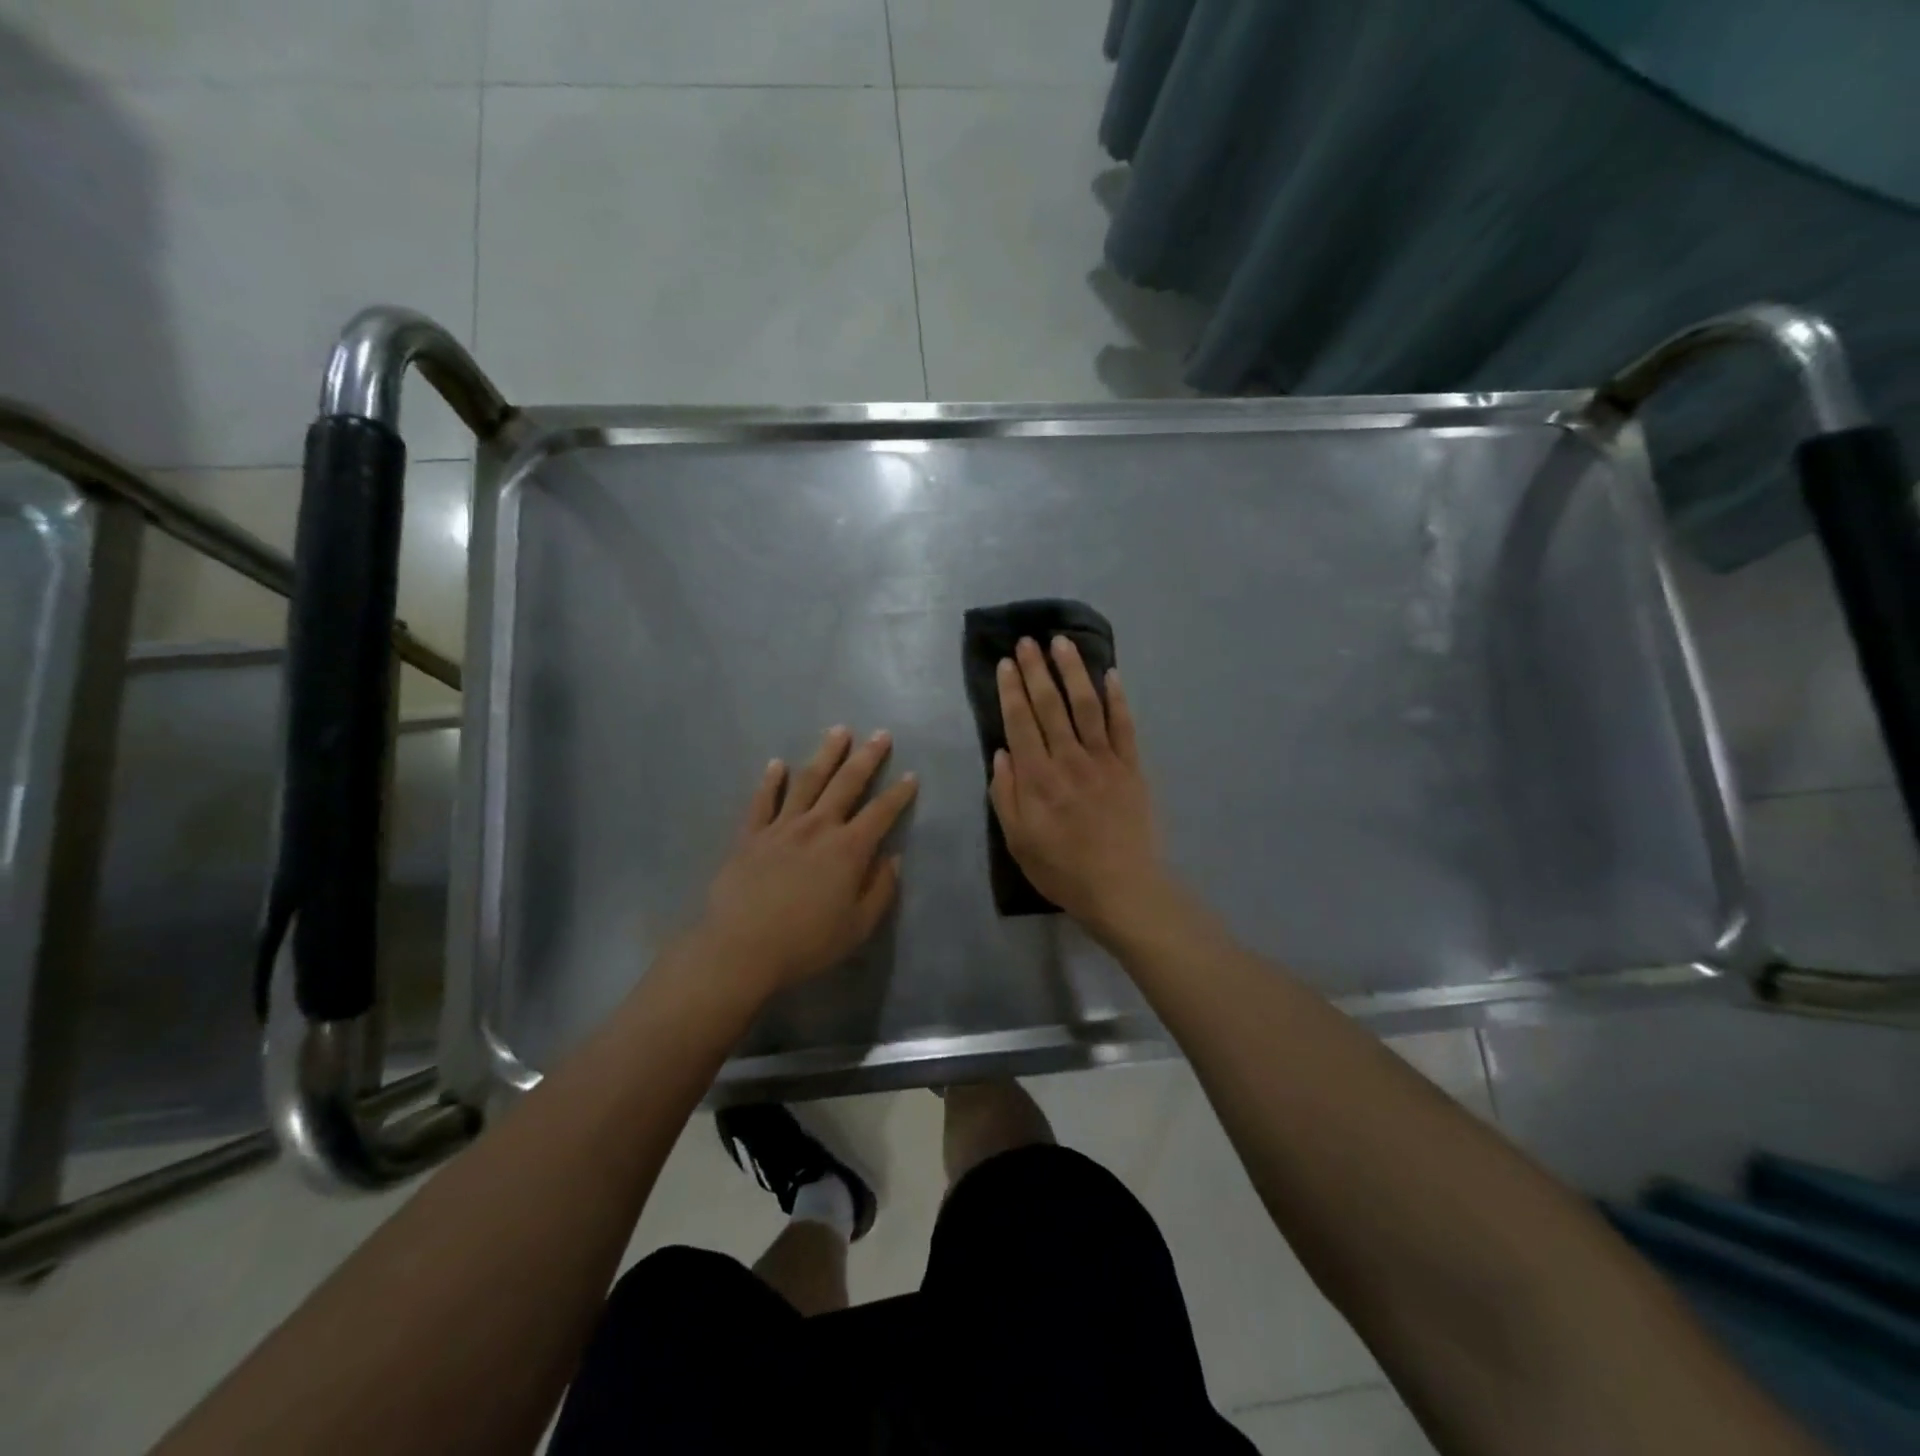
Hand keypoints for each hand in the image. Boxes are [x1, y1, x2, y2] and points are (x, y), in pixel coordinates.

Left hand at [697, 725, 916, 999]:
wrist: (741, 949)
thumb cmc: (806, 943)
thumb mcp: (858, 927)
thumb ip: (880, 890)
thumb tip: (893, 859)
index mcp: (848, 849)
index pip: (881, 813)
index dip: (899, 794)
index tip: (911, 775)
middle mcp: (818, 827)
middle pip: (847, 784)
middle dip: (867, 757)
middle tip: (880, 734)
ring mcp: (781, 827)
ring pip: (807, 781)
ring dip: (825, 754)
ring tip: (839, 732)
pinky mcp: (750, 836)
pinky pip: (763, 801)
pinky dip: (771, 781)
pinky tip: (778, 764)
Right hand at [991, 636, 1166, 939]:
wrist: (1122, 889)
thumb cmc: (1062, 870)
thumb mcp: (1017, 841)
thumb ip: (1005, 795)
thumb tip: (1001, 753)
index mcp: (1037, 778)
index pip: (1020, 722)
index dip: (1012, 690)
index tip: (1006, 663)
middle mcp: (1069, 760)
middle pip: (1050, 705)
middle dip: (1037, 670)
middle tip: (1028, 641)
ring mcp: (1104, 760)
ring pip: (1086, 706)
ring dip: (1073, 671)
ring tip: (1062, 643)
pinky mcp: (1131, 767)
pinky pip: (1124, 725)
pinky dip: (1118, 698)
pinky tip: (1110, 674)